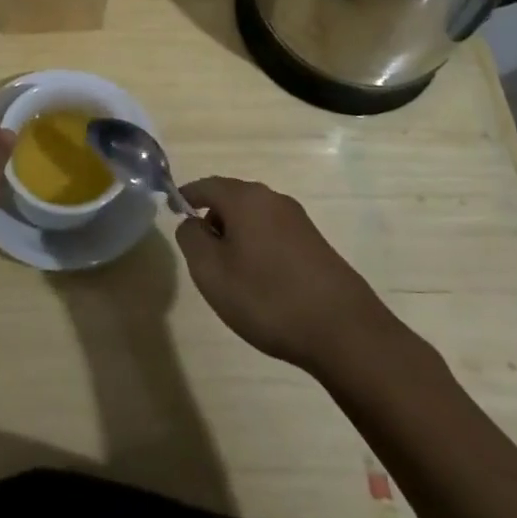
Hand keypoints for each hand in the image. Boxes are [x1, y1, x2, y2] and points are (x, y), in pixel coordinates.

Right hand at [175, 177, 396, 372]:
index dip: (186, 196)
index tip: (172, 211)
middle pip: (232, 199)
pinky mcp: (316, 244)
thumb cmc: (267, 297)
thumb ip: (191, 239)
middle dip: (212, 219)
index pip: (206, 186)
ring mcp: (298, 221)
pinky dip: (259, 248)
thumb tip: (191, 222)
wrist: (344, 331)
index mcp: (245, 199)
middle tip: (201, 253)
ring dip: (237, 236)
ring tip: (231, 273)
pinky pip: (274, 234)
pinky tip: (262, 282)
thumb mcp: (211, 271)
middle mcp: (272, 199)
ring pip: (254, 218)